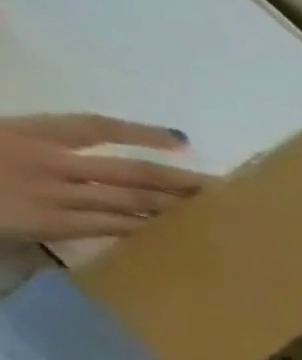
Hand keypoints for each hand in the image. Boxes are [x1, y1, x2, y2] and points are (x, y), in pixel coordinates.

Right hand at [0, 115, 209, 242]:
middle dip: (180, 180)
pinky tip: (175, 232)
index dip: (139, 131)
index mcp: (23, 132)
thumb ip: (40, 144)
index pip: (93, 127)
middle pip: (131, 171)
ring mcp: (52, 194)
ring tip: (212, 212)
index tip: (180, 137)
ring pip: (131, 201)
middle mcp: (45, 161)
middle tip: (222, 188)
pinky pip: (113, 226)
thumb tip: (75, 144)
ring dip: (174, 207)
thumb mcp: (0, 139)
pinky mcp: (52, 223)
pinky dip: (146, 227)